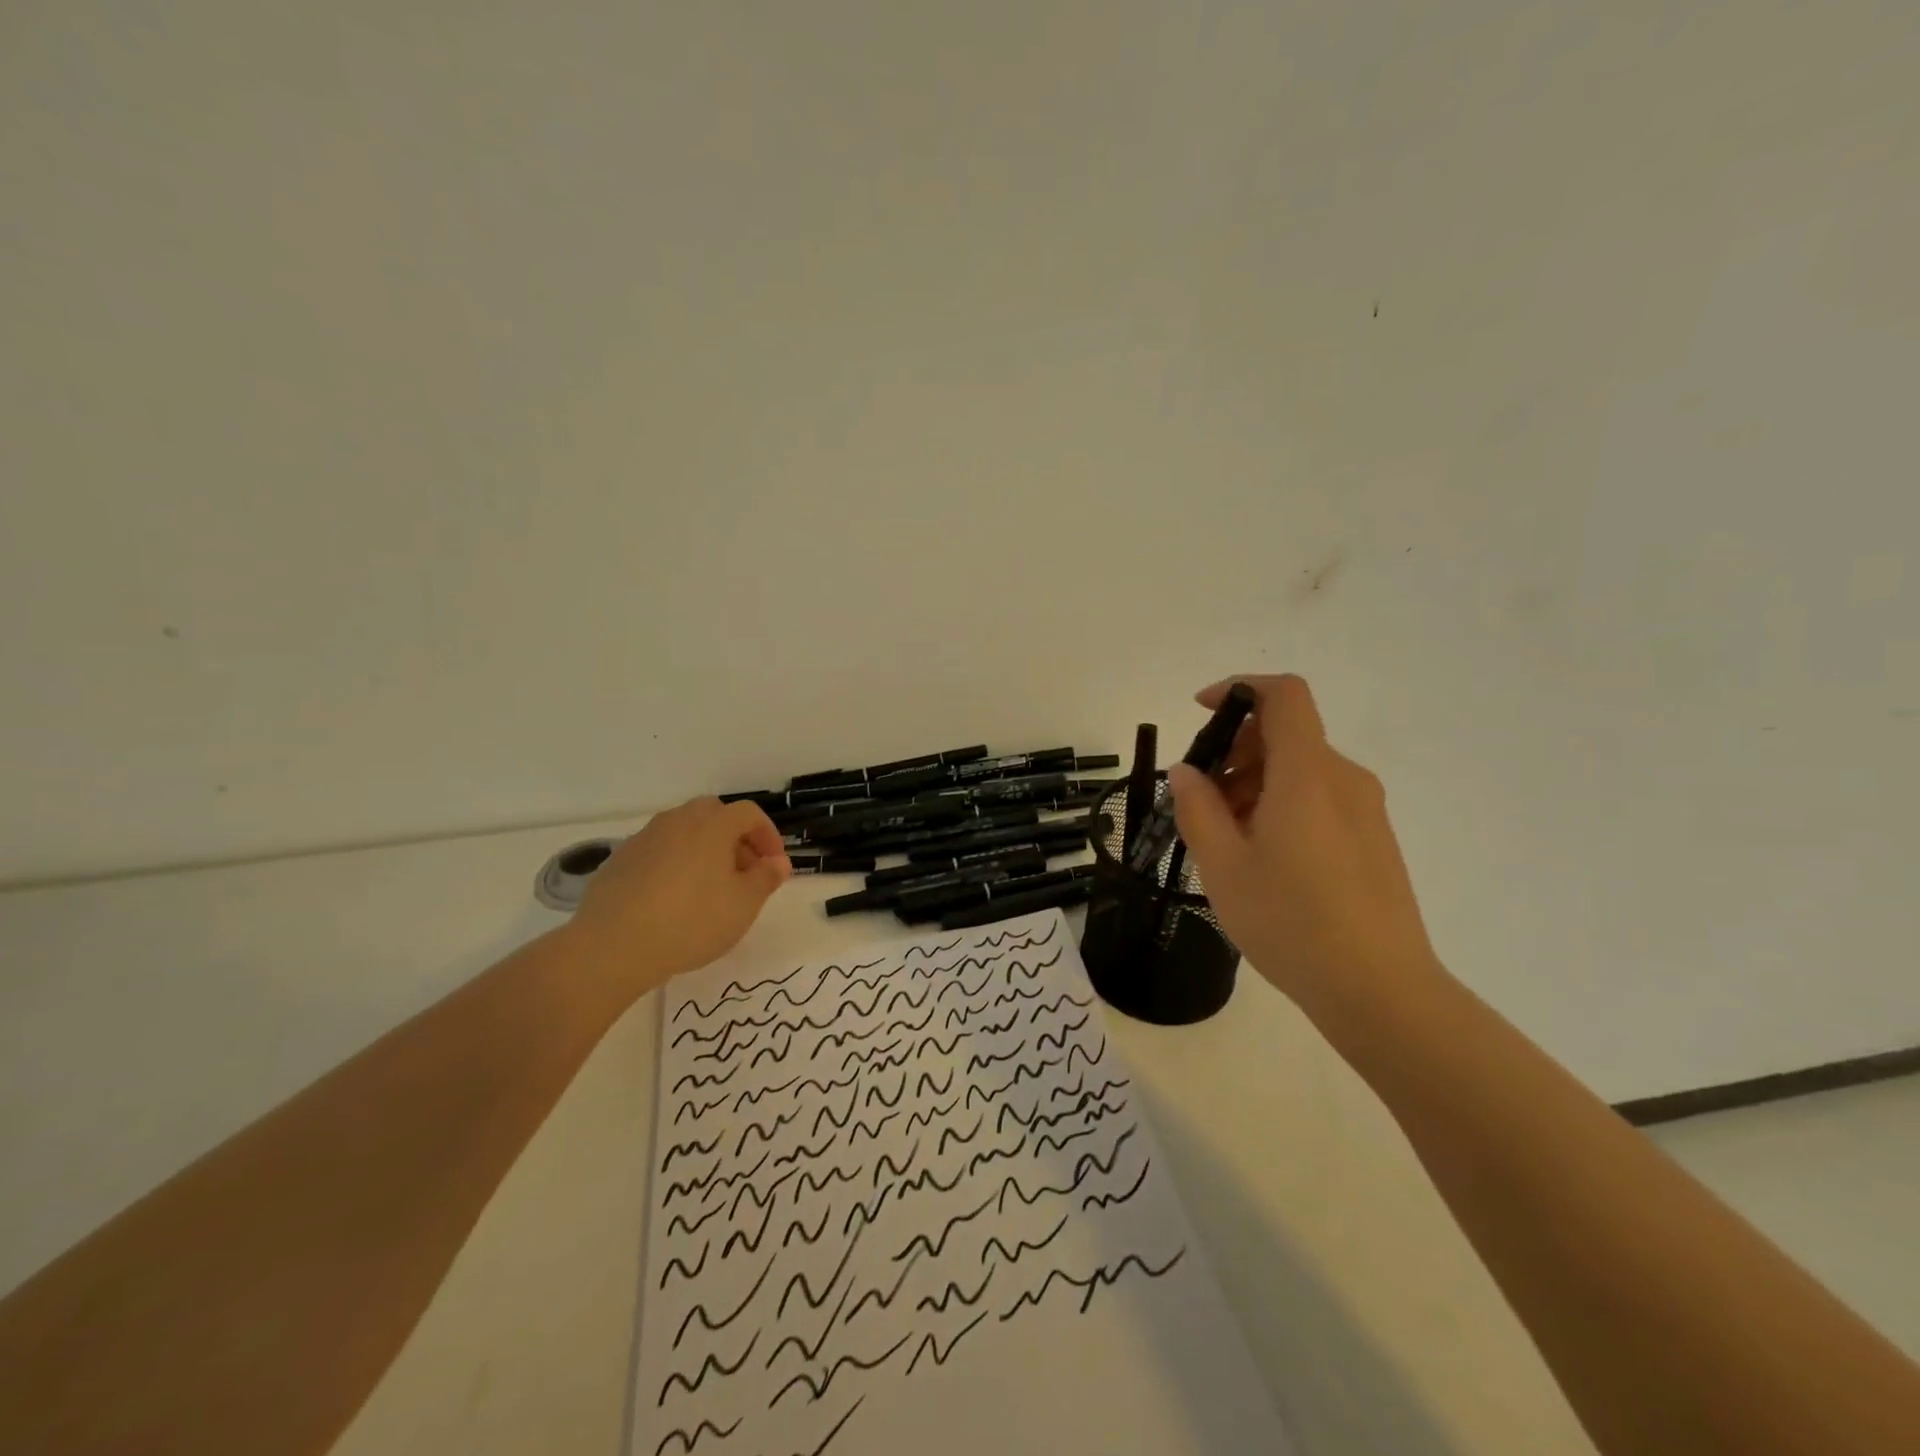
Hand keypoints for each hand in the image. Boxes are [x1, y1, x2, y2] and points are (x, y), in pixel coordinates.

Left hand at [569, 796, 791, 997]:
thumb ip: (766, 878)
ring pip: (682, 831)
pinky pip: (657, 851)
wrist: (612, 946)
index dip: (768, 835)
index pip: (749, 813)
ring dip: (702, 849)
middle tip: (742, 871)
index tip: (773, 864)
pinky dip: (673, 863)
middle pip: (713, 814)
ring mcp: (644, 838)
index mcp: (712, 825)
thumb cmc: (691, 922)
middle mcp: (678, 821)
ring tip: (707, 887)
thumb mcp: (743, 906)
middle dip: (734, 837)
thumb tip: (778, 862)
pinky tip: (671, 898)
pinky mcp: (618, 860)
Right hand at [1168, 674, 1438, 1010]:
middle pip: (1286, 734)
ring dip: (1254, 782)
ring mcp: (1365, 810)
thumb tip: (1187, 772)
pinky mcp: (1374, 839)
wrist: (1381, 991)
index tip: (1202, 712)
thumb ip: (1197, 808)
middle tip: (1200, 799)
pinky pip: (1321, 798)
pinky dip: (1282, 804)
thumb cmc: (1291, 922)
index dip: (1240, 688)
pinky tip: (1262, 856)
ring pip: (1301, 769)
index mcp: (1308, 775)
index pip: (1284, 696)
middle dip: (1235, 750)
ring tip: (1225, 837)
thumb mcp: (1224, 866)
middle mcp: (1344, 779)